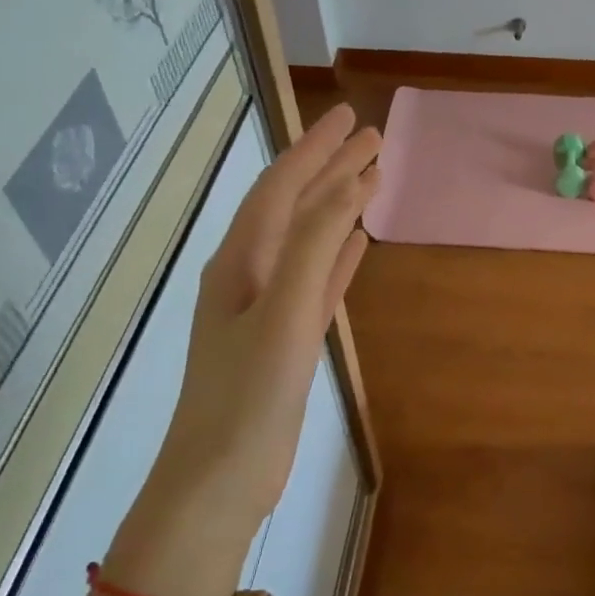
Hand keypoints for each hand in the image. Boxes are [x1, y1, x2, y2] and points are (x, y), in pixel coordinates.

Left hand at [150, 104, 379, 523]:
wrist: (221, 477)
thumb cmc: (249, 396)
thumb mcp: (282, 315)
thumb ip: (312, 249)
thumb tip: (347, 188)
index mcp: (239, 262)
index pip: (280, 188)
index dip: (315, 149)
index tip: (351, 118)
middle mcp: (249, 275)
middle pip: (294, 208)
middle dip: (331, 170)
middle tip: (373, 140)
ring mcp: (266, 308)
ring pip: (307, 242)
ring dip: (336, 210)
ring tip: (371, 181)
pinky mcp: (285, 339)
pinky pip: (315, 282)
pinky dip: (335, 259)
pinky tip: (356, 247)